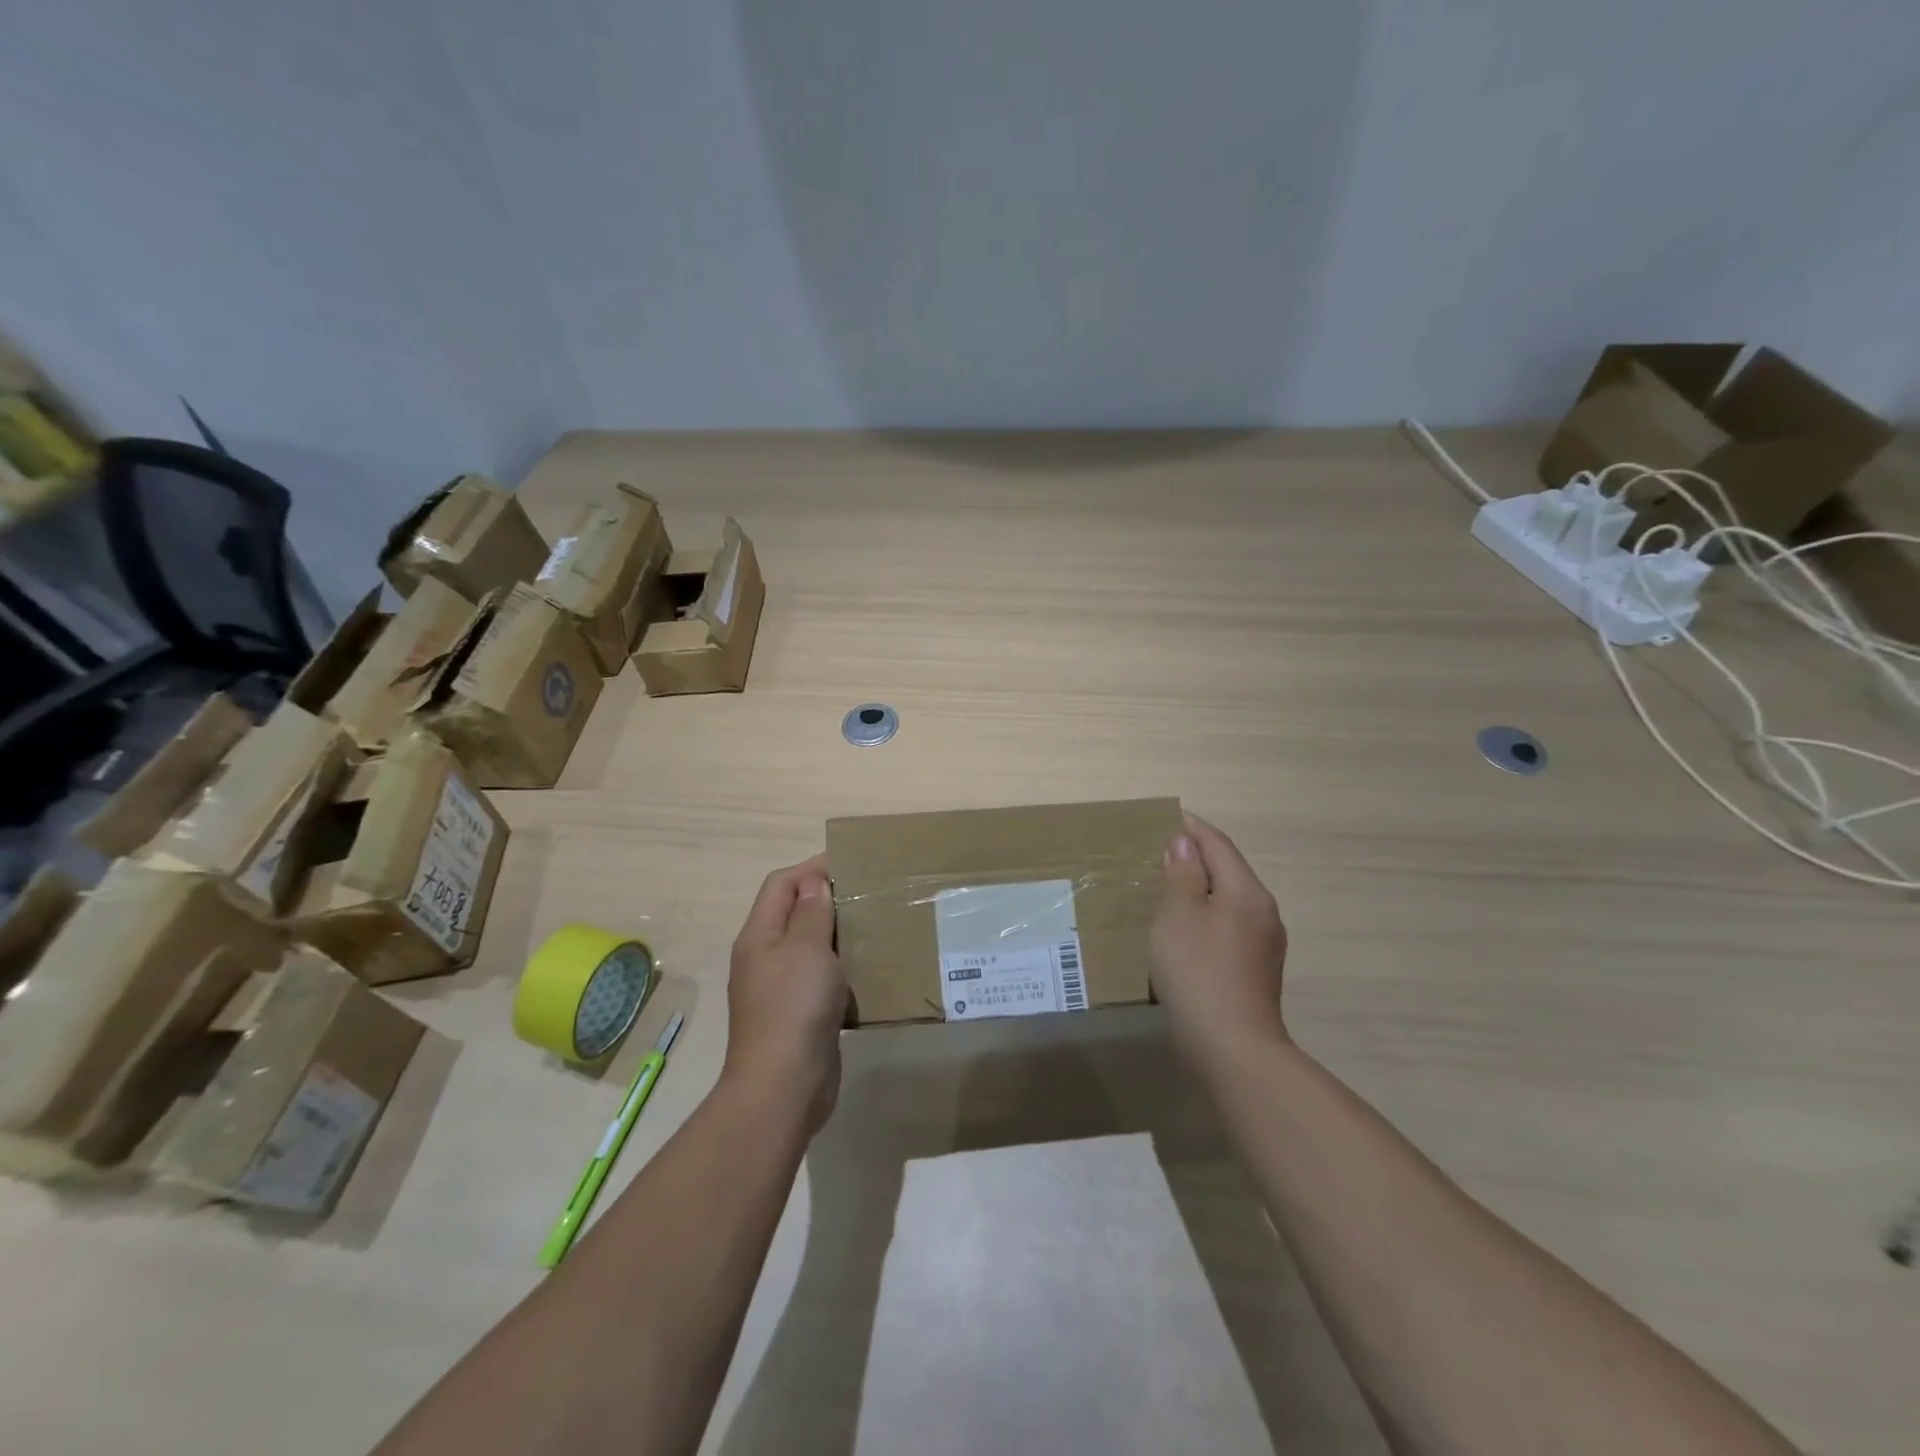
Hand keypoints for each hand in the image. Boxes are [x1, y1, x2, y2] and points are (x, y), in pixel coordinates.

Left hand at [723, 856, 847, 1130]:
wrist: (784, 1087)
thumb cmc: (794, 1007)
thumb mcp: (806, 950)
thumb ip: (811, 912)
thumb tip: (814, 881)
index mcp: (759, 936)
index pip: (781, 884)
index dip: (812, 869)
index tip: (851, 864)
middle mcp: (765, 957)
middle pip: (793, 913)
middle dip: (828, 899)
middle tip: (869, 895)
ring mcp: (780, 988)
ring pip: (810, 947)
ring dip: (839, 934)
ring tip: (875, 927)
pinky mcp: (799, 1014)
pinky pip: (821, 978)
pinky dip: (843, 968)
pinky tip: (869, 970)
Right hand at [1150, 814, 1289, 1063]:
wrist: (1231, 1047)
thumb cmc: (1198, 971)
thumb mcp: (1179, 915)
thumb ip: (1182, 875)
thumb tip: (1184, 844)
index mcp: (1247, 891)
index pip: (1219, 845)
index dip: (1193, 829)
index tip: (1168, 817)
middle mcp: (1263, 912)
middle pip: (1228, 872)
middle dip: (1196, 858)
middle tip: (1160, 852)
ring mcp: (1264, 945)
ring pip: (1229, 902)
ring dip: (1200, 890)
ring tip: (1167, 888)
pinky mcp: (1255, 971)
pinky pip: (1228, 928)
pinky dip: (1205, 918)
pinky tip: (1184, 931)